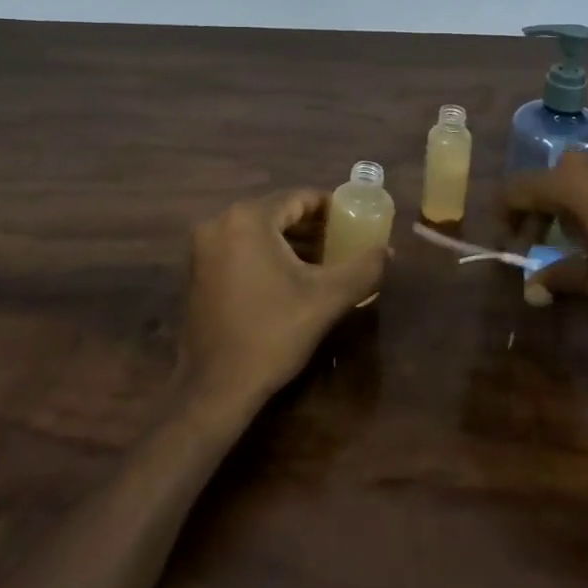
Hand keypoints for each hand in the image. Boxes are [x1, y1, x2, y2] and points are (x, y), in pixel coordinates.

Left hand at [179, 190, 386, 409]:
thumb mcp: (326, 299)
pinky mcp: (198, 271)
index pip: (299, 198)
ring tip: (324, 263)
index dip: (330, 208)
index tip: (354, 221)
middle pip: (278, 213)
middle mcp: (220, 222)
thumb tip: (388, 250)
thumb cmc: (272, 334)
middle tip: (343, 243)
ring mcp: (204, 247)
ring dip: (291, 243)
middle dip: (313, 227)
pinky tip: (291, 280)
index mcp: (249, 218)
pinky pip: (241, 249)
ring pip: (259, 232)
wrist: (215, 388)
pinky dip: (267, 256)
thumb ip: (362, 269)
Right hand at [498, 151, 587, 320]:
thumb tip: (531, 289)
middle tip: (540, 248)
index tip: (507, 243)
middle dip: (537, 214)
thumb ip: (561, 280)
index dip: (504, 214)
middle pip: (548, 181)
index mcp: (572, 186)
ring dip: (567, 209)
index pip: (518, 188)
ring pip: (579, 181)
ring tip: (580, 247)